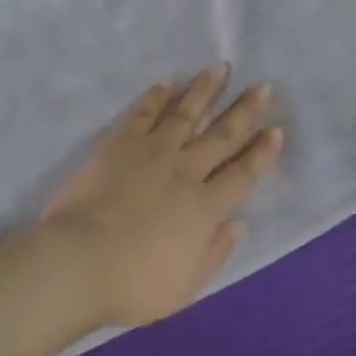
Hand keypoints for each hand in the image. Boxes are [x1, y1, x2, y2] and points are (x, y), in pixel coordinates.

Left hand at [38, 69, 284, 328]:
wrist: (78, 261)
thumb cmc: (133, 284)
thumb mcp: (185, 286)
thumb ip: (214, 253)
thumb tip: (237, 223)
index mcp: (205, 207)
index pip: (243, 173)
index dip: (263, 152)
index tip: (277, 130)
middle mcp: (185, 171)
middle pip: (222, 135)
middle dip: (245, 110)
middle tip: (261, 86)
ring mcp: (152, 152)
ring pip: (186, 113)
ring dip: (204, 91)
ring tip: (218, 69)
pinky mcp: (120, 144)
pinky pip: (143, 114)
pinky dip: (156, 98)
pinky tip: (166, 84)